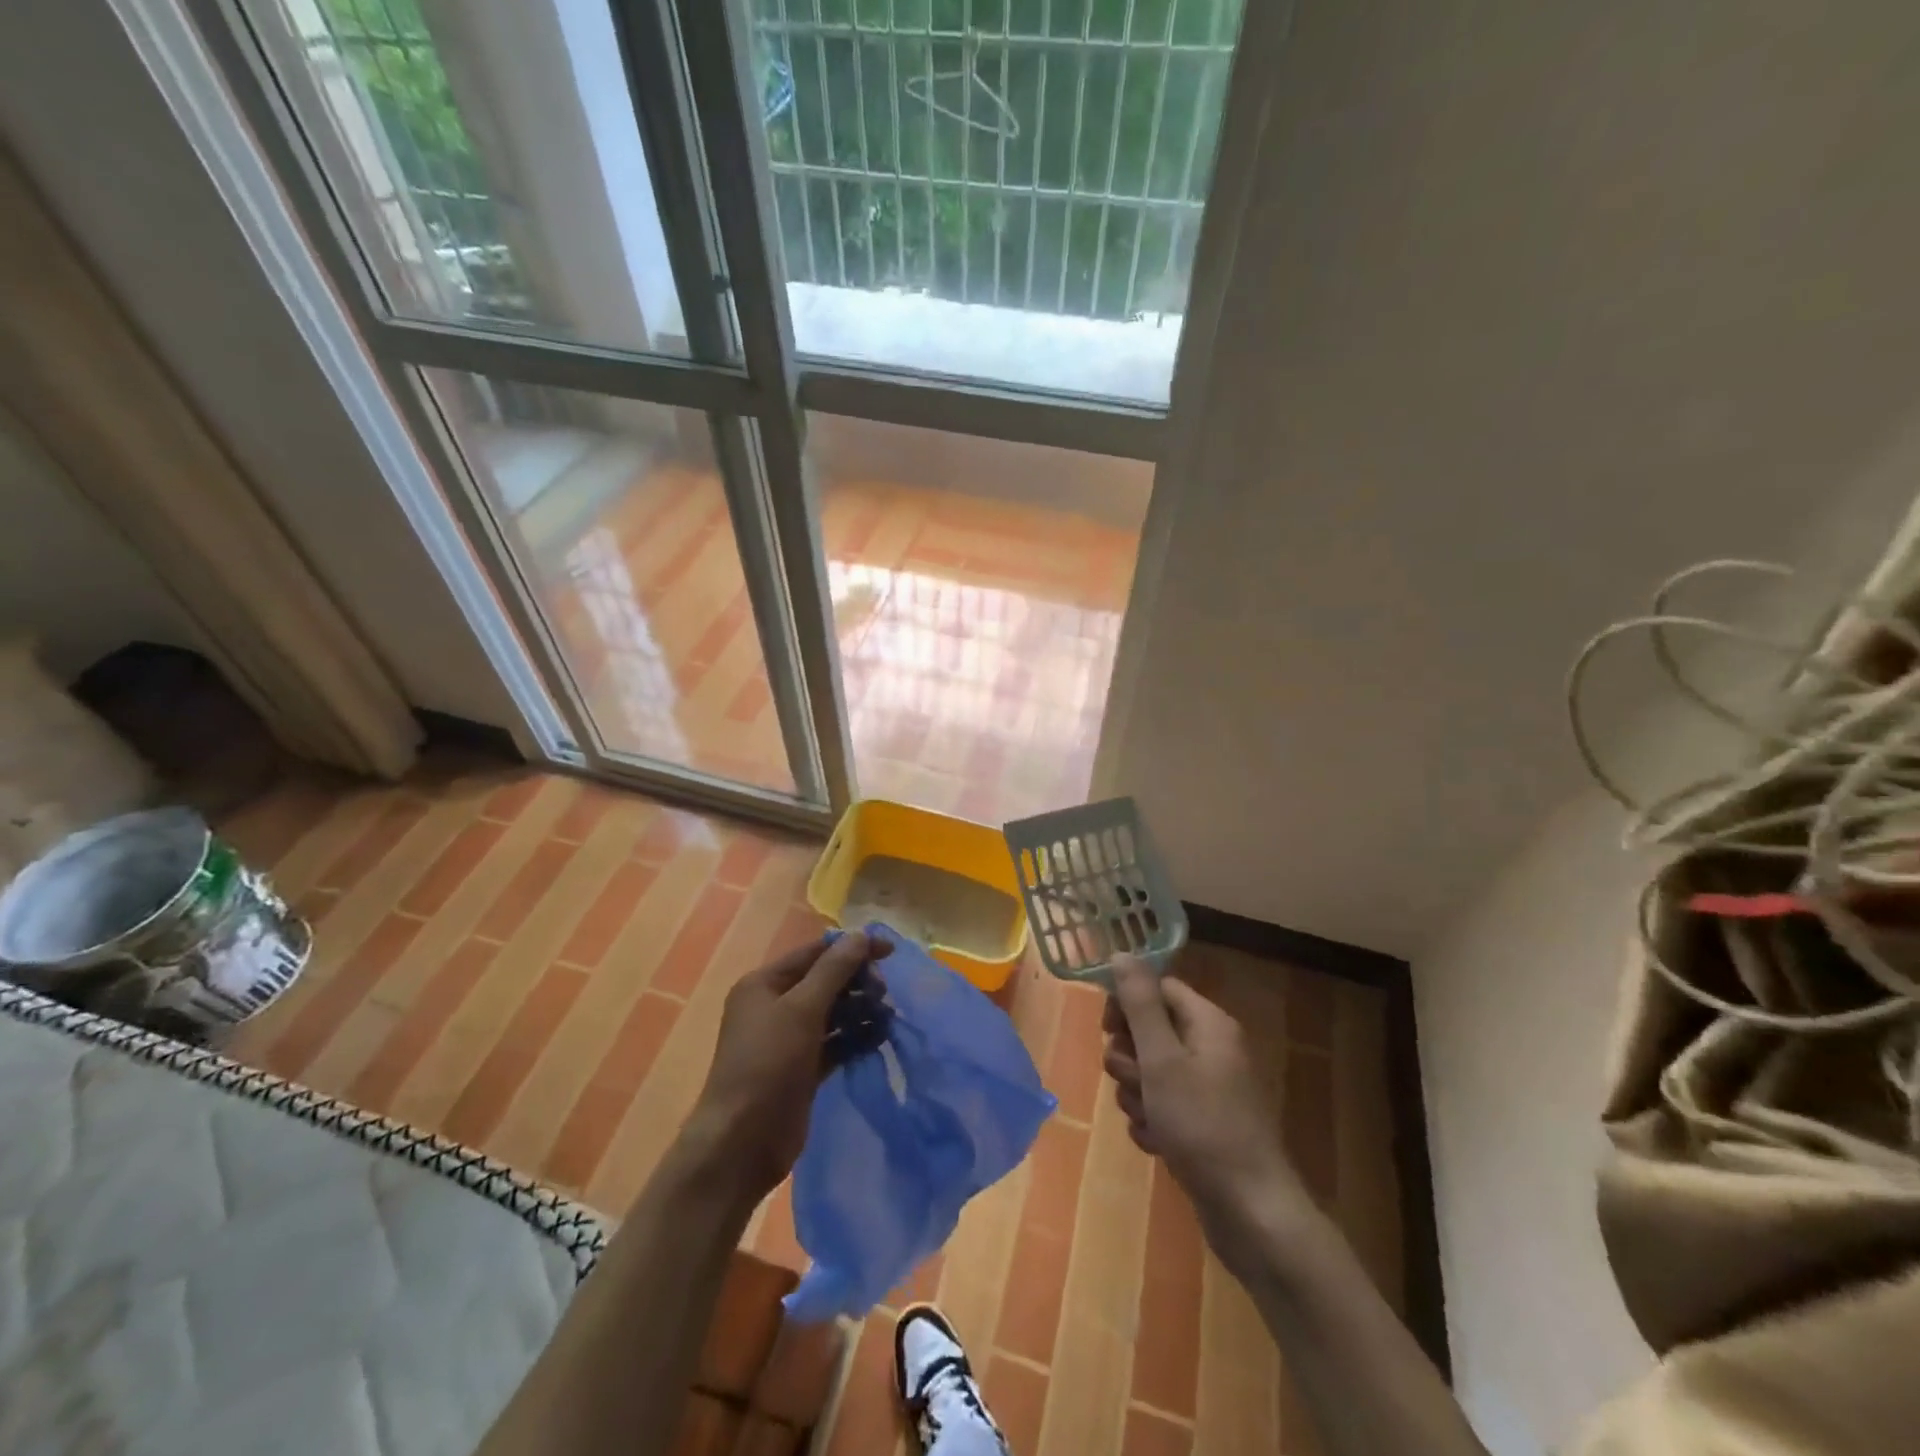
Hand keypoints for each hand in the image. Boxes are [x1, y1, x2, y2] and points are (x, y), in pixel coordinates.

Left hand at [680, 931, 890, 1204]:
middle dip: (857, 982)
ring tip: (888, 1017)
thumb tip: (861, 935)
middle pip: (824, 982)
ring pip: (832, 1013)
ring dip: (860, 1010)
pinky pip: (834, 1042)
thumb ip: (834, 970)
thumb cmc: (768, 1064)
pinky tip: (879, 1038)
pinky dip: (855, 1038)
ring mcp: (787, 1040)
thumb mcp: (802, 1009)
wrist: (741, 1143)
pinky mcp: (802, 1068)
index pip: (814, 953)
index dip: (852, 948)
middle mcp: (774, 1006)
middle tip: (884, 993)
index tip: (890, 951)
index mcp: (764, 984)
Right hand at [1103, 955, 1309, 1272]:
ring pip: (1151, 1072)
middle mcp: (1211, 1049)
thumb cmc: (1203, 1126)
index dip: (1127, 1004)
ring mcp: (1209, 1089)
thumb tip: (1121, 952)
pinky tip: (1158, 1143)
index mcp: (1209, 1024)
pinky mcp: (1203, 1124)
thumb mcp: (1162, 1059)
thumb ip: (1139, 1004)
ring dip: (1137, 1094)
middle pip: (1151, 1031)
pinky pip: (1162, 1106)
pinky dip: (1153, 1121)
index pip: (1158, 989)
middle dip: (1130, 1058)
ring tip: (1149, 1119)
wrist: (1251, 1213)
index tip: (1108, 1029)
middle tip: (1134, 1082)